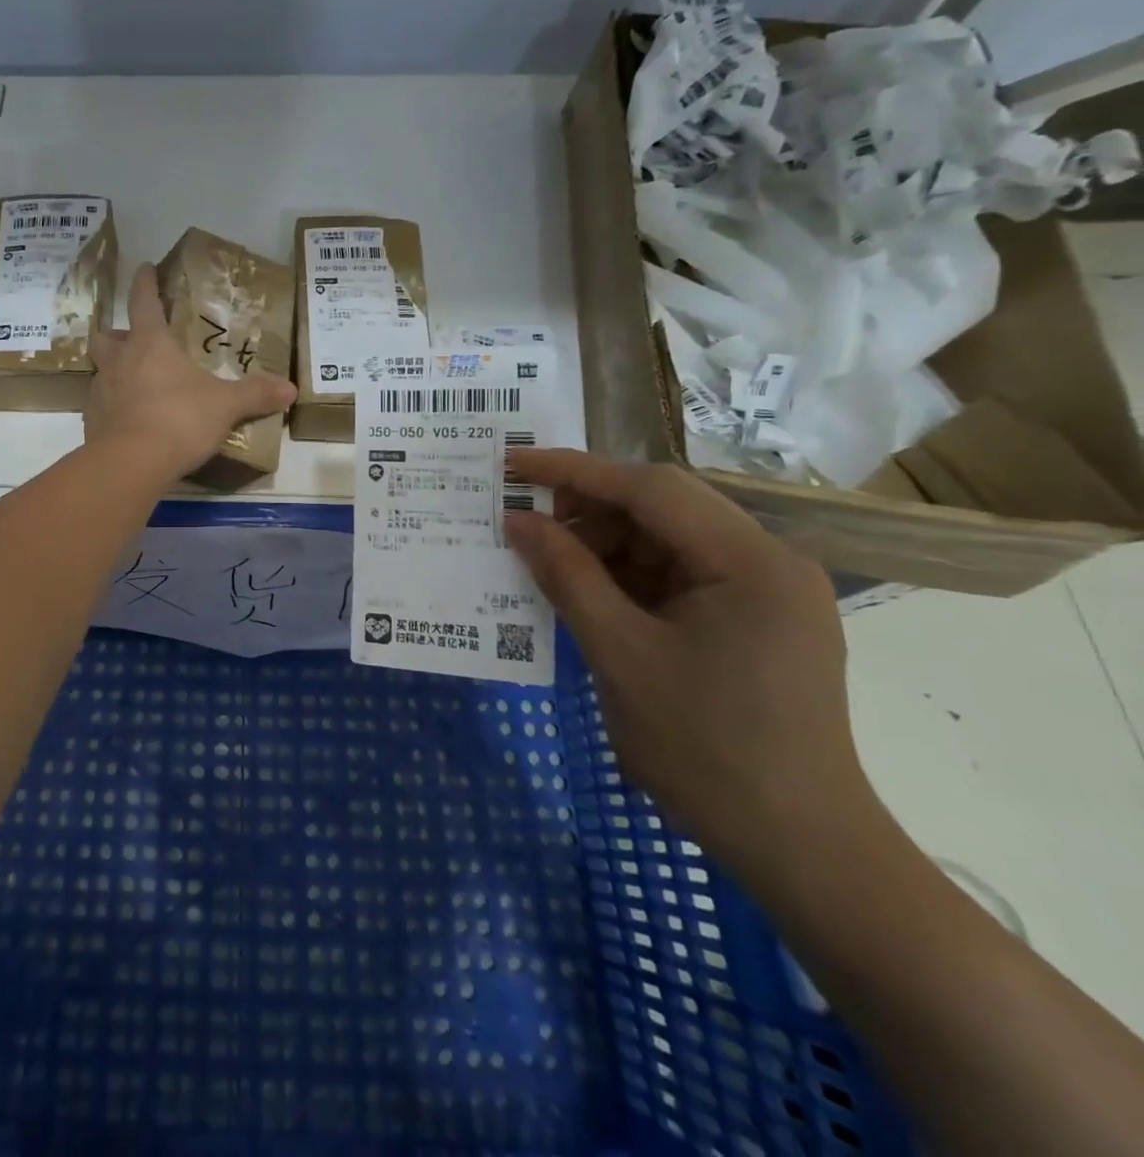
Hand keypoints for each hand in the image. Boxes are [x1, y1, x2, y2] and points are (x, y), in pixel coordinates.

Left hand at [86, 263, 297, 482]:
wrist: (129, 464)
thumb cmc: (178, 420)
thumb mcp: (225, 406)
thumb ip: (255, 395)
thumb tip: (291, 389)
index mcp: (150, 343)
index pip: (143, 301)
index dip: (145, 282)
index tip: (145, 268)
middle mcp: (119, 360)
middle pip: (106, 335)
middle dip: (117, 334)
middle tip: (135, 342)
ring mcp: (100, 390)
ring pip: (101, 370)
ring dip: (115, 371)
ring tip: (137, 385)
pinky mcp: (91, 421)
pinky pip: (101, 405)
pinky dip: (114, 407)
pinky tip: (132, 421)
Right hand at [504, 449, 874, 874]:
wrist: (800, 848)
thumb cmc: (707, 750)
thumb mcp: (619, 654)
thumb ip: (566, 576)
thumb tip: (516, 520)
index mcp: (750, 561)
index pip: (650, 489)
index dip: (572, 470)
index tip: (511, 464)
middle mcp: (768, 561)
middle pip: (662, 507)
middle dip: (587, 510)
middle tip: (524, 524)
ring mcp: (765, 591)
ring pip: (666, 539)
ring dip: (604, 545)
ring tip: (548, 567)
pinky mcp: (753, 619)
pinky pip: (677, 574)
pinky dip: (627, 577)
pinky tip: (588, 595)